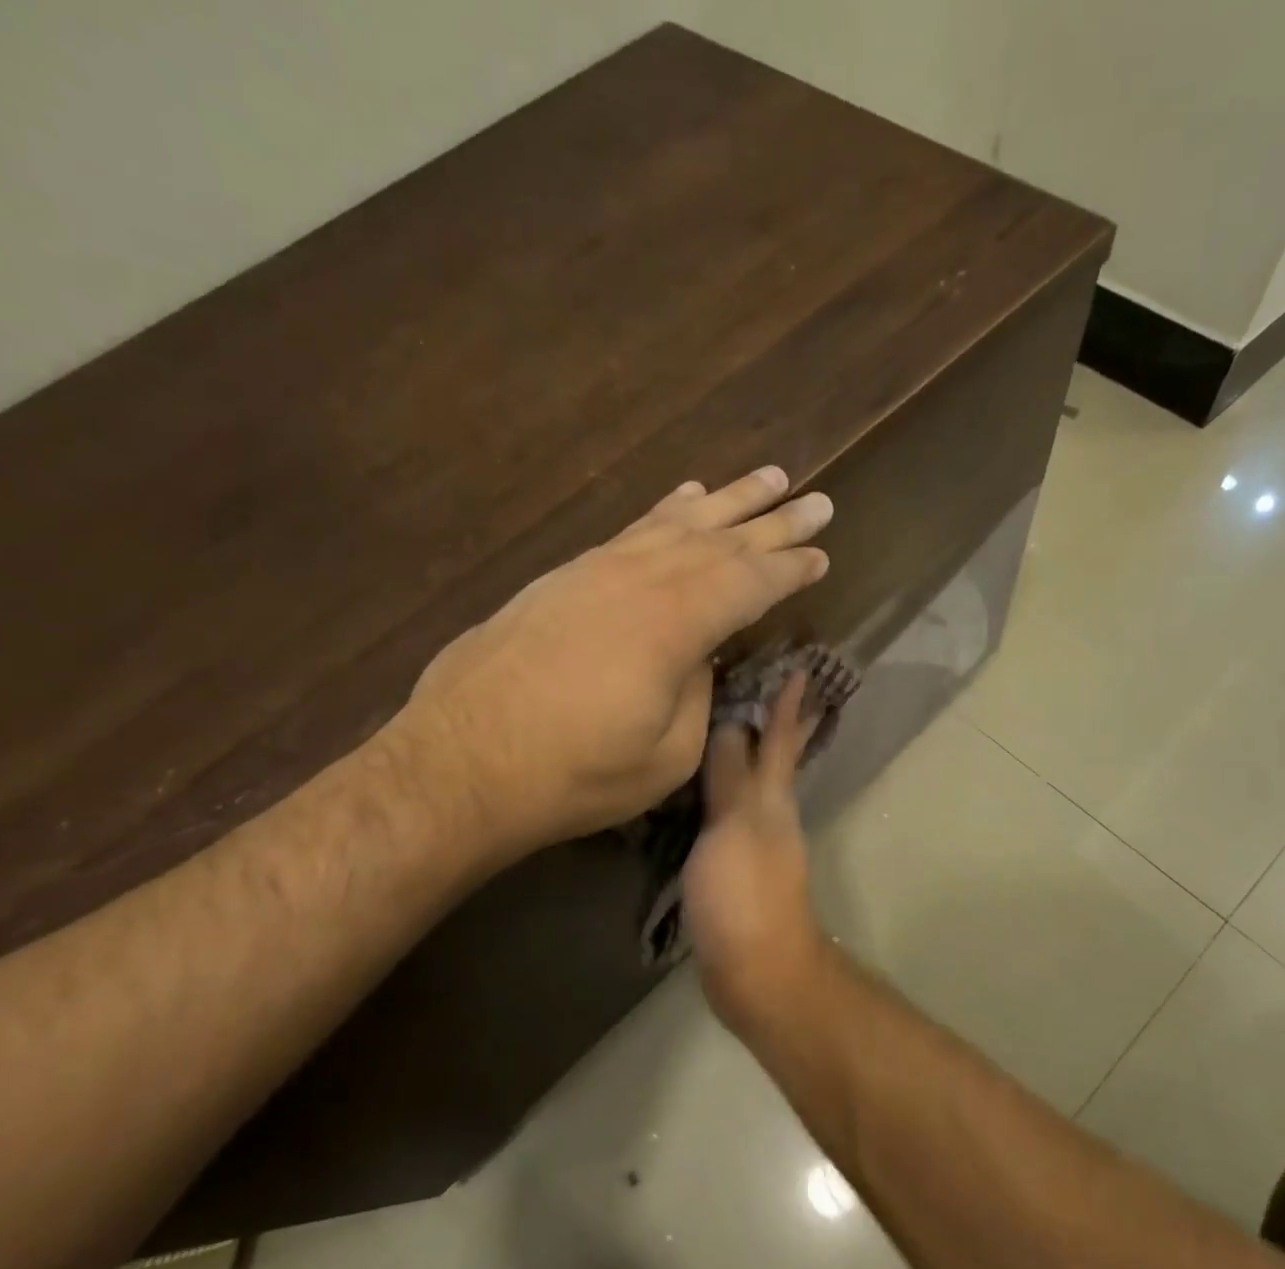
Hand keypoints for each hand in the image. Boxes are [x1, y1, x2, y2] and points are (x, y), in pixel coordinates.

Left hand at [390, 467, 831, 850]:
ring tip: (766, 478)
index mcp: (674, 624)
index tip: (823, 554)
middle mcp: (640, 580)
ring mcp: (596, 571)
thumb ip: (698, 694)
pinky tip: (684, 499)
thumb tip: (700, 656)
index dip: (792, 569)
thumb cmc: (575, 774)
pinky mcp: (563, 578)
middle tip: (818, 501)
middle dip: (776, 521)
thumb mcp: (667, 755)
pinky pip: (630, 531)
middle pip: (722, 541)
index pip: (750, 583)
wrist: (460, 765)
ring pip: (676, 524)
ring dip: (727, 501)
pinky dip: (664, 512)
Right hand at [684, 672, 832, 1033]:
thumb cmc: (745, 895)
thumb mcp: (734, 827)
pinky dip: (722, 792)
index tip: (800, 664)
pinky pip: (729, 815)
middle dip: (779, 723)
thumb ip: (730, 777)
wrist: (757, 971)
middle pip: (776, 758)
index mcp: (773, 798)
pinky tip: (700, 790)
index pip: (780, 738)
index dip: (789, 703)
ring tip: (724, 725)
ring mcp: (756, 842)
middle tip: (773, 684)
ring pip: (752, 783)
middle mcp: (770, 813)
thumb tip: (729, 723)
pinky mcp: (736, 869)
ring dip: (745, 753)